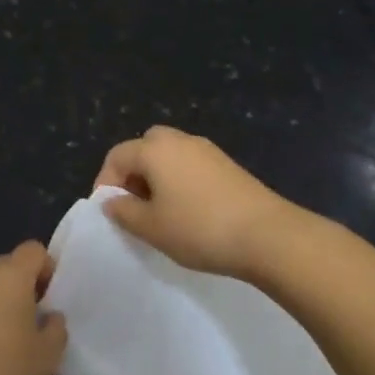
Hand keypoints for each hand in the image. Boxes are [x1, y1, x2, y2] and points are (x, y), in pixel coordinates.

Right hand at [94, 126, 304, 280]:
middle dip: (133, 174)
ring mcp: (207, 149)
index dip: (106, 183)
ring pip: (169, 155)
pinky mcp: (227, 164)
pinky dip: (180, 180)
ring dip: (158, 177)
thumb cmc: (199, 229)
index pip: (117, 156)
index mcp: (155, 149)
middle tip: (135, 206)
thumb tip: (111, 201)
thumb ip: (124, 212)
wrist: (267, 235)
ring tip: (160, 213)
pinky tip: (189, 211)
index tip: (110, 212)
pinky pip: (191, 164)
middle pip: (144, 147)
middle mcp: (180, 140)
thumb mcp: (152, 227)